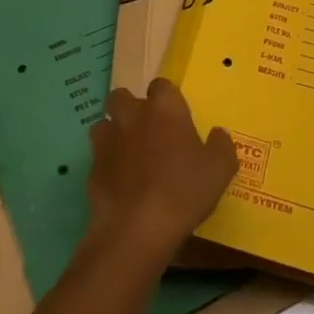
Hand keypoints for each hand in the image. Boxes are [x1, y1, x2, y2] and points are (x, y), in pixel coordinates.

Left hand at [85, 78, 237, 269]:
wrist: (136, 229)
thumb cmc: (183, 190)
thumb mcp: (220, 170)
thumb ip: (222, 146)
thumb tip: (218, 134)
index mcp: (164, 108)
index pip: (161, 85)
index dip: (167, 98)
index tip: (175, 116)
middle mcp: (132, 115)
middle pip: (122, 96)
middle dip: (130, 108)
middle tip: (147, 130)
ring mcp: (108, 141)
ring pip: (104, 124)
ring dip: (114, 133)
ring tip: (129, 154)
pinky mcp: (91, 169)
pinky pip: (98, 158)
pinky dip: (107, 165)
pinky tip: (120, 184)